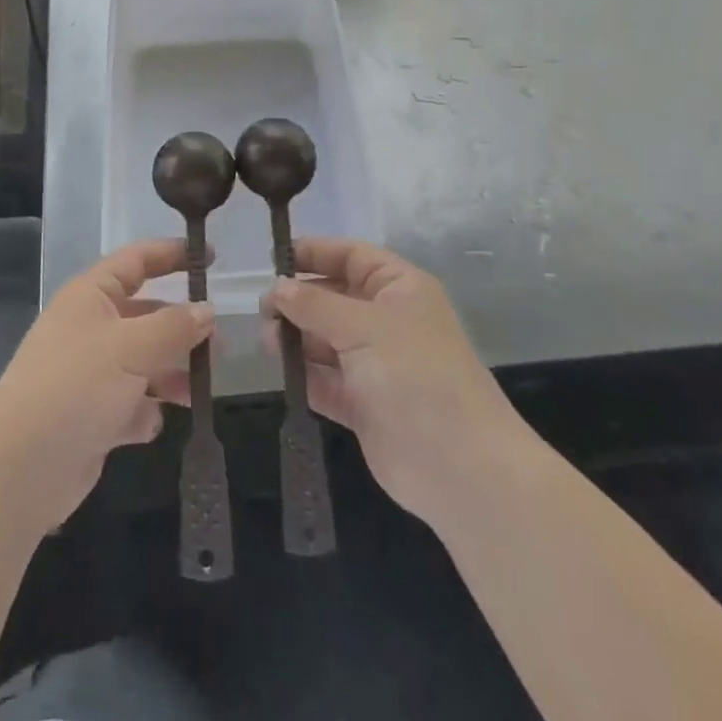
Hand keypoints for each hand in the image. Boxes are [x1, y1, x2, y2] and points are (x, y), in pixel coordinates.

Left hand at [0, 240, 212, 532]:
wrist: (20, 468)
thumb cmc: (76, 387)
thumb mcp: (132, 347)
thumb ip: (174, 326)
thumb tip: (207, 310)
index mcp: (90, 296)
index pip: (136, 261)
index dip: (171, 254)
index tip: (210, 258)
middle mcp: (89, 328)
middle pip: (145, 315)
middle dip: (181, 328)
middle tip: (219, 344)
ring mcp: (90, 373)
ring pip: (143, 362)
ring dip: (170, 375)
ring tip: (197, 391)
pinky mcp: (91, 416)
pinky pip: (130, 404)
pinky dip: (144, 412)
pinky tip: (148, 424)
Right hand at [262, 240, 532, 528]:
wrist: (459, 467)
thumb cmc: (415, 376)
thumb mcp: (363, 327)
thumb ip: (314, 304)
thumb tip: (277, 287)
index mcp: (399, 289)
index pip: (352, 256)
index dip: (315, 253)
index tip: (273, 260)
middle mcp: (387, 321)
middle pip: (334, 297)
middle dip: (299, 299)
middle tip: (262, 309)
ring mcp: (375, 364)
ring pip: (325, 339)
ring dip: (297, 337)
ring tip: (267, 341)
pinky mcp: (363, 404)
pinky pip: (325, 379)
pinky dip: (304, 374)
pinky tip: (280, 371)